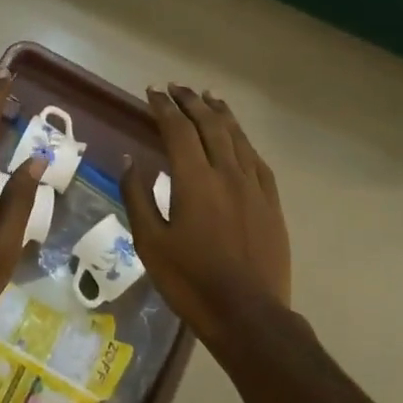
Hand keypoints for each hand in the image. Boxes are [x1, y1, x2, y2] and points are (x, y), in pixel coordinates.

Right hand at [122, 85, 291, 345]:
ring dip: (220, 113)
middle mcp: (227, 173)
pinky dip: (243, 140)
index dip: (163, 108)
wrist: (248, 314)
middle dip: (191, 102)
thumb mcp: (150, 242)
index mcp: (194, 180)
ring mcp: (254, 187)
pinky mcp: (271, 203)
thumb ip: (138, 196)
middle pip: (210, 125)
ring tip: (208, 96)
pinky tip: (238, 137)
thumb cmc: (190, 280)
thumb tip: (131, 160)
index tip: (152, 92)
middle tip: (176, 87)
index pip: (178, 130)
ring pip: (237, 137)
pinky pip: (257, 160)